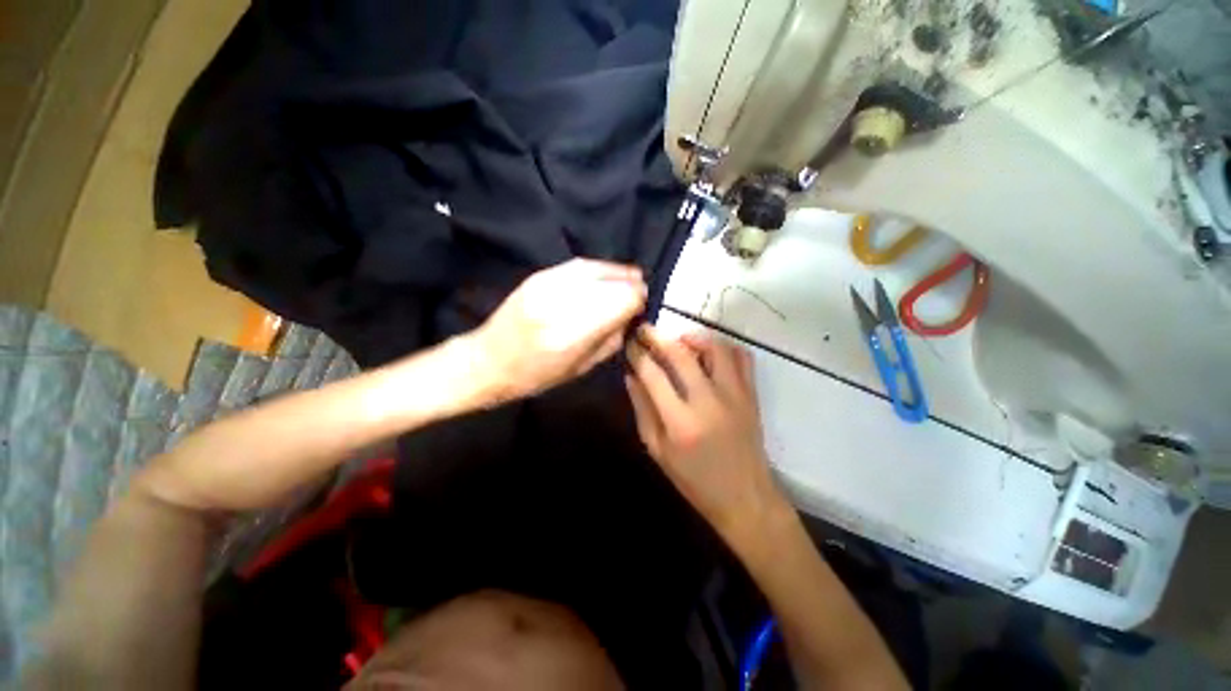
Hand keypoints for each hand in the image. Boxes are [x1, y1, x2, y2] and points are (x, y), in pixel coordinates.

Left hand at [472, 259, 646, 402]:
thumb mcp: (581, 368)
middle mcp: (561, 304)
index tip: (642, 307)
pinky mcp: (539, 276)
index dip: (638, 301)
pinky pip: (579, 265)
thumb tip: (631, 315)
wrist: (489, 360)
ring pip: (597, 269)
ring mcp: (547, 286)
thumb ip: (611, 340)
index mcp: (572, 335)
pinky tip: (608, 274)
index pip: (621, 302)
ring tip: (631, 278)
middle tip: (639, 294)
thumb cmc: (536, 375)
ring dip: (619, 273)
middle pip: (612, 283)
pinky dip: (599, 268)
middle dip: (631, 287)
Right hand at [624, 326, 792, 549]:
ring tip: (678, 341)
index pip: (653, 375)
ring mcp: (734, 395)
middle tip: (645, 330)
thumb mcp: (658, 451)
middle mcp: (708, 402)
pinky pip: (741, 357)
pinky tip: (709, 353)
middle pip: (681, 354)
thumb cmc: (694, 480)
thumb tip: (631, 376)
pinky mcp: (751, 394)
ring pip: (714, 347)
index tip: (630, 343)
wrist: (744, 497)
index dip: (638, 354)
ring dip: (692, 337)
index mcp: (680, 422)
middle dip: (658, 337)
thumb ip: (643, 409)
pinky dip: (723, 347)